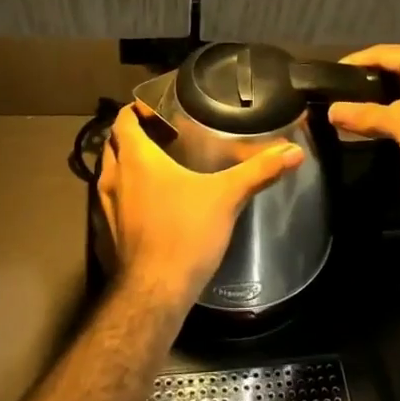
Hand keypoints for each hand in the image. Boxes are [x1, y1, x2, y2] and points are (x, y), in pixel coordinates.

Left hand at [98, 102, 304, 311]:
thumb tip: (294, 151)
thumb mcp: (227, 197)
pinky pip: (111, 201)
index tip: (155, 107)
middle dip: (131, 135)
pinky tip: (150, 203)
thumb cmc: (185, 233)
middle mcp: (113, 178)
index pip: (123, 121)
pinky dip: (125, 194)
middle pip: (113, 144)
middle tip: (160, 133)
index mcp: (136, 159)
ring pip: (108, 173)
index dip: (135, 109)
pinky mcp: (108, 234)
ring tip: (156, 164)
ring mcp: (105, 208)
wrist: (155, 293)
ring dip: (125, 164)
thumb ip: (259, 171)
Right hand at [324, 45, 399, 199]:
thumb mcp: (398, 123)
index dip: (353, 63)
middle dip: (368, 89)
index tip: (330, 75)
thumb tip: (331, 111)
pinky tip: (390, 150)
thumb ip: (363, 114)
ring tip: (359, 122)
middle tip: (342, 98)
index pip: (380, 53)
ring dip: (386, 111)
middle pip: (393, 73)